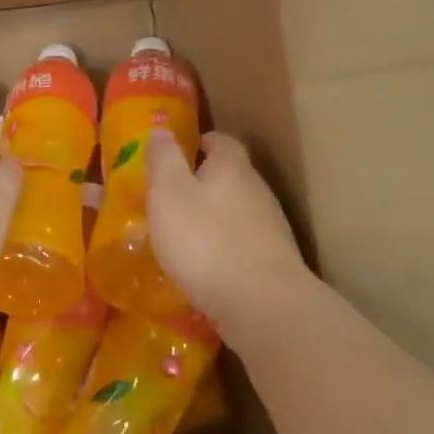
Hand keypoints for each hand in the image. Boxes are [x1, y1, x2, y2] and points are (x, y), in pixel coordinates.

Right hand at [146, 130, 308, 327]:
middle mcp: (257, 191)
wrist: (260, 304)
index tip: (180, 150)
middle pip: (231, 176)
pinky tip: (204, 264)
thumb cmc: (204, 239)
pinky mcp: (271, 262)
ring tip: (182, 231)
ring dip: (212, 216)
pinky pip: (241, 244)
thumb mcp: (169, 193)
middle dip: (203, 181)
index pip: (222, 141)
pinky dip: (222, 246)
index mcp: (232, 167)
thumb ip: (163, 159)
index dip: (201, 142)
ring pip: (236, 211)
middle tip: (171, 194)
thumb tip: (162, 129)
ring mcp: (269, 229)